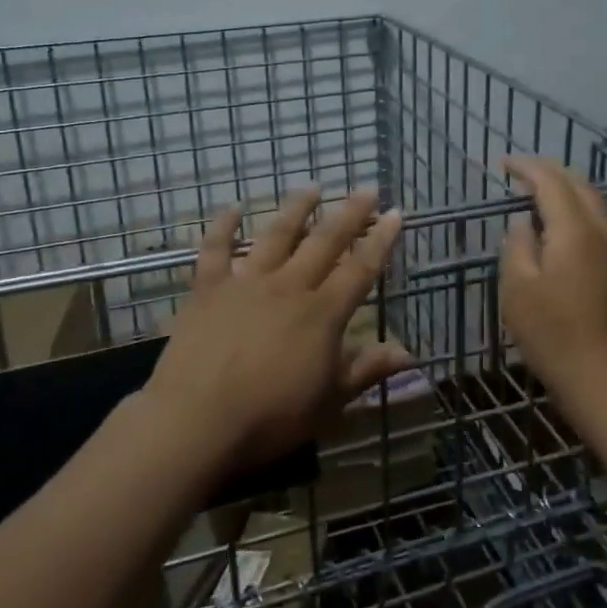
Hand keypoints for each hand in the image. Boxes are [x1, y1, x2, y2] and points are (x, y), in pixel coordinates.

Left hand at [145, 187, 410, 473]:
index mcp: (322, 313)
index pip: (361, 268)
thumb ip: (366, 370)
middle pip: (325, 241)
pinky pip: (215, 248)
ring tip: (312, 187)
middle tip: (366, 188)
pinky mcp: (208, 288)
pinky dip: (224, 225)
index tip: (396, 213)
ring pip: (277, 234)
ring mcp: (246, 282)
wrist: (196, 421)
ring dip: (297, 208)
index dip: (381, 240)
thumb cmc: (270, 417)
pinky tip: (234, 207)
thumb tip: (409, 354)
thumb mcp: (329, 401)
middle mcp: (289, 286)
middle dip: (349, 213)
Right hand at [499, 157, 606, 423]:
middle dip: (549, 171)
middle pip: (579, 184)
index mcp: (575, 230)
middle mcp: (603, 231)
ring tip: (538, 192)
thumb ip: (517, 245)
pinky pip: (601, 221)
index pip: (551, 182)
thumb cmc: (554, 336)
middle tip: (520, 172)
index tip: (502, 163)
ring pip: (595, 201)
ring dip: (567, 188)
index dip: (526, 168)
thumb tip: (523, 222)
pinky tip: (562, 225)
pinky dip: (578, 209)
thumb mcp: (518, 289)